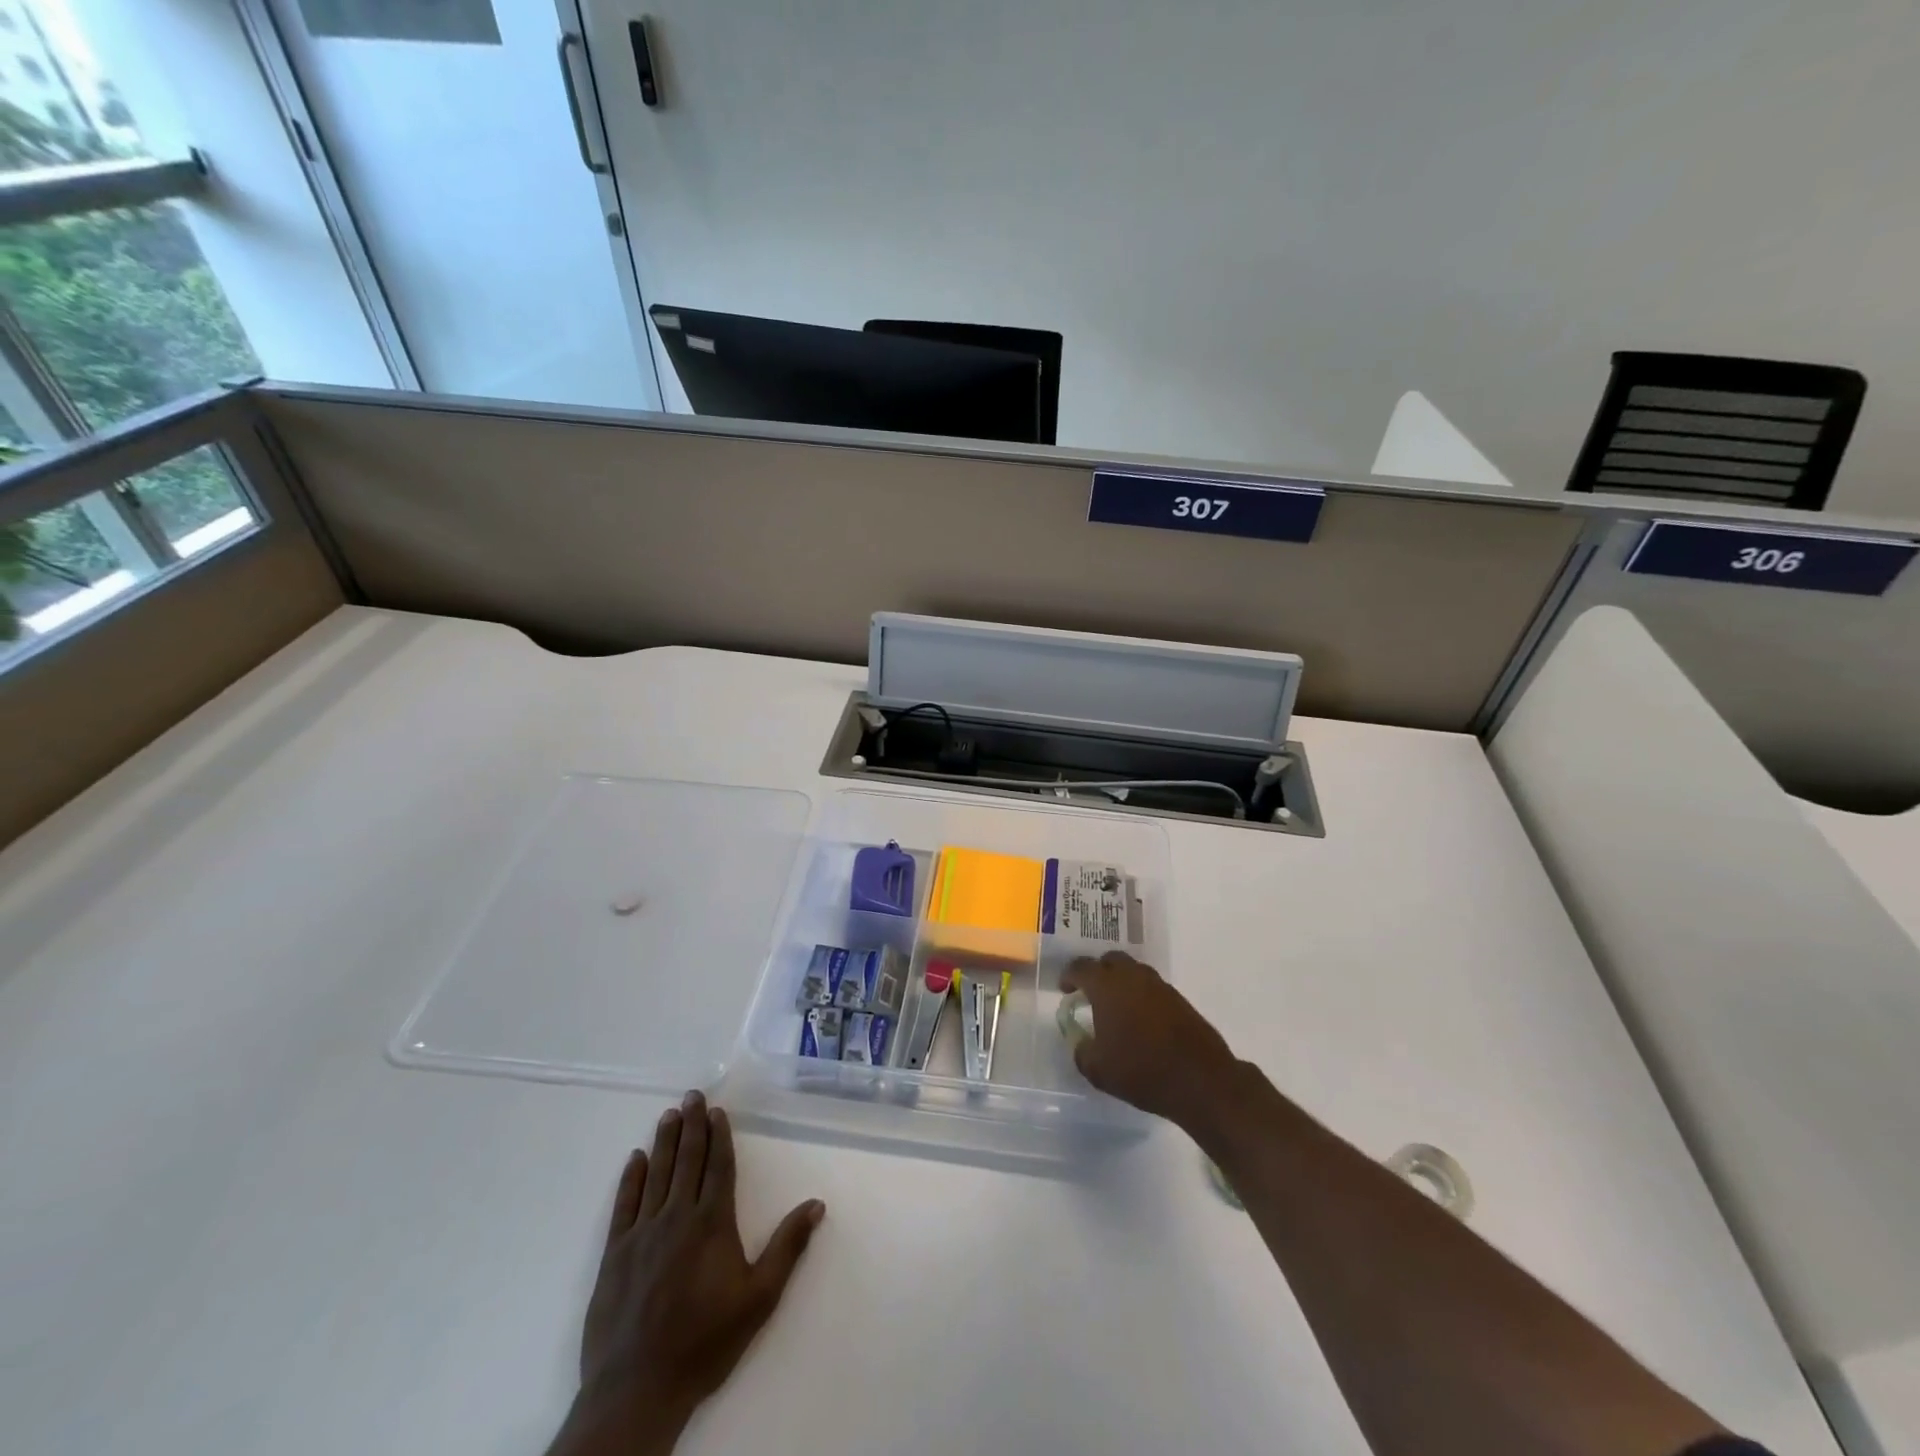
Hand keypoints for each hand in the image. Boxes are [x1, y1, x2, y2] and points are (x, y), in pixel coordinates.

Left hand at [548, 1092, 825, 1455]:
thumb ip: (787, 1247)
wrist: (637, 1389)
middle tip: (691, 1095)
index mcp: (712, 1223)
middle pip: (687, 1161)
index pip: (718, 1166)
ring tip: (668, 1114)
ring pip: (656, 1174)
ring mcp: (642, 1233)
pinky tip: (635, 1159)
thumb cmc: (705, 1342)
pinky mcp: (615, 1254)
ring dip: (664, 1142)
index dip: (719, 1136)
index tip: (717, 1110)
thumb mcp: (759, 1298)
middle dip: (691, 1126)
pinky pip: (624, 1205)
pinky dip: (630, 1179)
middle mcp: (677, 1217)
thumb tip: (817, 1204)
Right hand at [1060, 951, 1239, 1131]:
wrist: (1201, 1079)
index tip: (1065, 989)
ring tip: (1115, 1007)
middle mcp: (1132, 976)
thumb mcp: (1098, 1070)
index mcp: (1107, 986)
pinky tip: (1140, 1019)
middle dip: (1097, 972)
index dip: (1069, 976)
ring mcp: (1159, 985)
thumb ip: (1081, 1051)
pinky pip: (1151, 987)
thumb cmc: (1141, 1070)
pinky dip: (1140, 995)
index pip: (1081, 968)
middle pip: (1110, 960)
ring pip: (1133, 971)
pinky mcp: (1179, 999)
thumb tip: (1080, 1042)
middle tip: (1090, 993)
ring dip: (1121, 982)